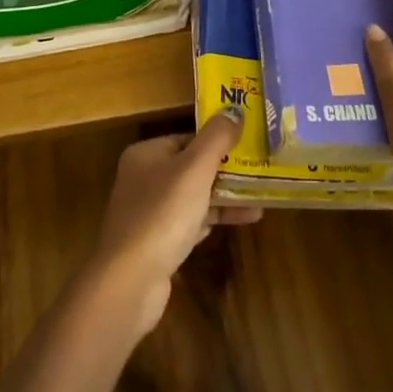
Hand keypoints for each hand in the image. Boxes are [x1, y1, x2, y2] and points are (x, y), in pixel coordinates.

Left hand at [89, 111, 261, 337]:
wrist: (130, 280)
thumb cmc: (163, 214)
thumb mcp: (194, 168)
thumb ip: (216, 138)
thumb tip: (234, 111)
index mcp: (146, 154)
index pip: (188, 138)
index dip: (218, 142)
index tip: (250, 147)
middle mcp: (143, 179)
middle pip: (191, 168)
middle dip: (226, 172)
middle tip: (261, 173)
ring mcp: (148, 213)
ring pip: (193, 197)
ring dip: (225, 198)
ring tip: (261, 201)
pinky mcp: (156, 243)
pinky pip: (191, 223)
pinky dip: (214, 220)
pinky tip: (242, 220)